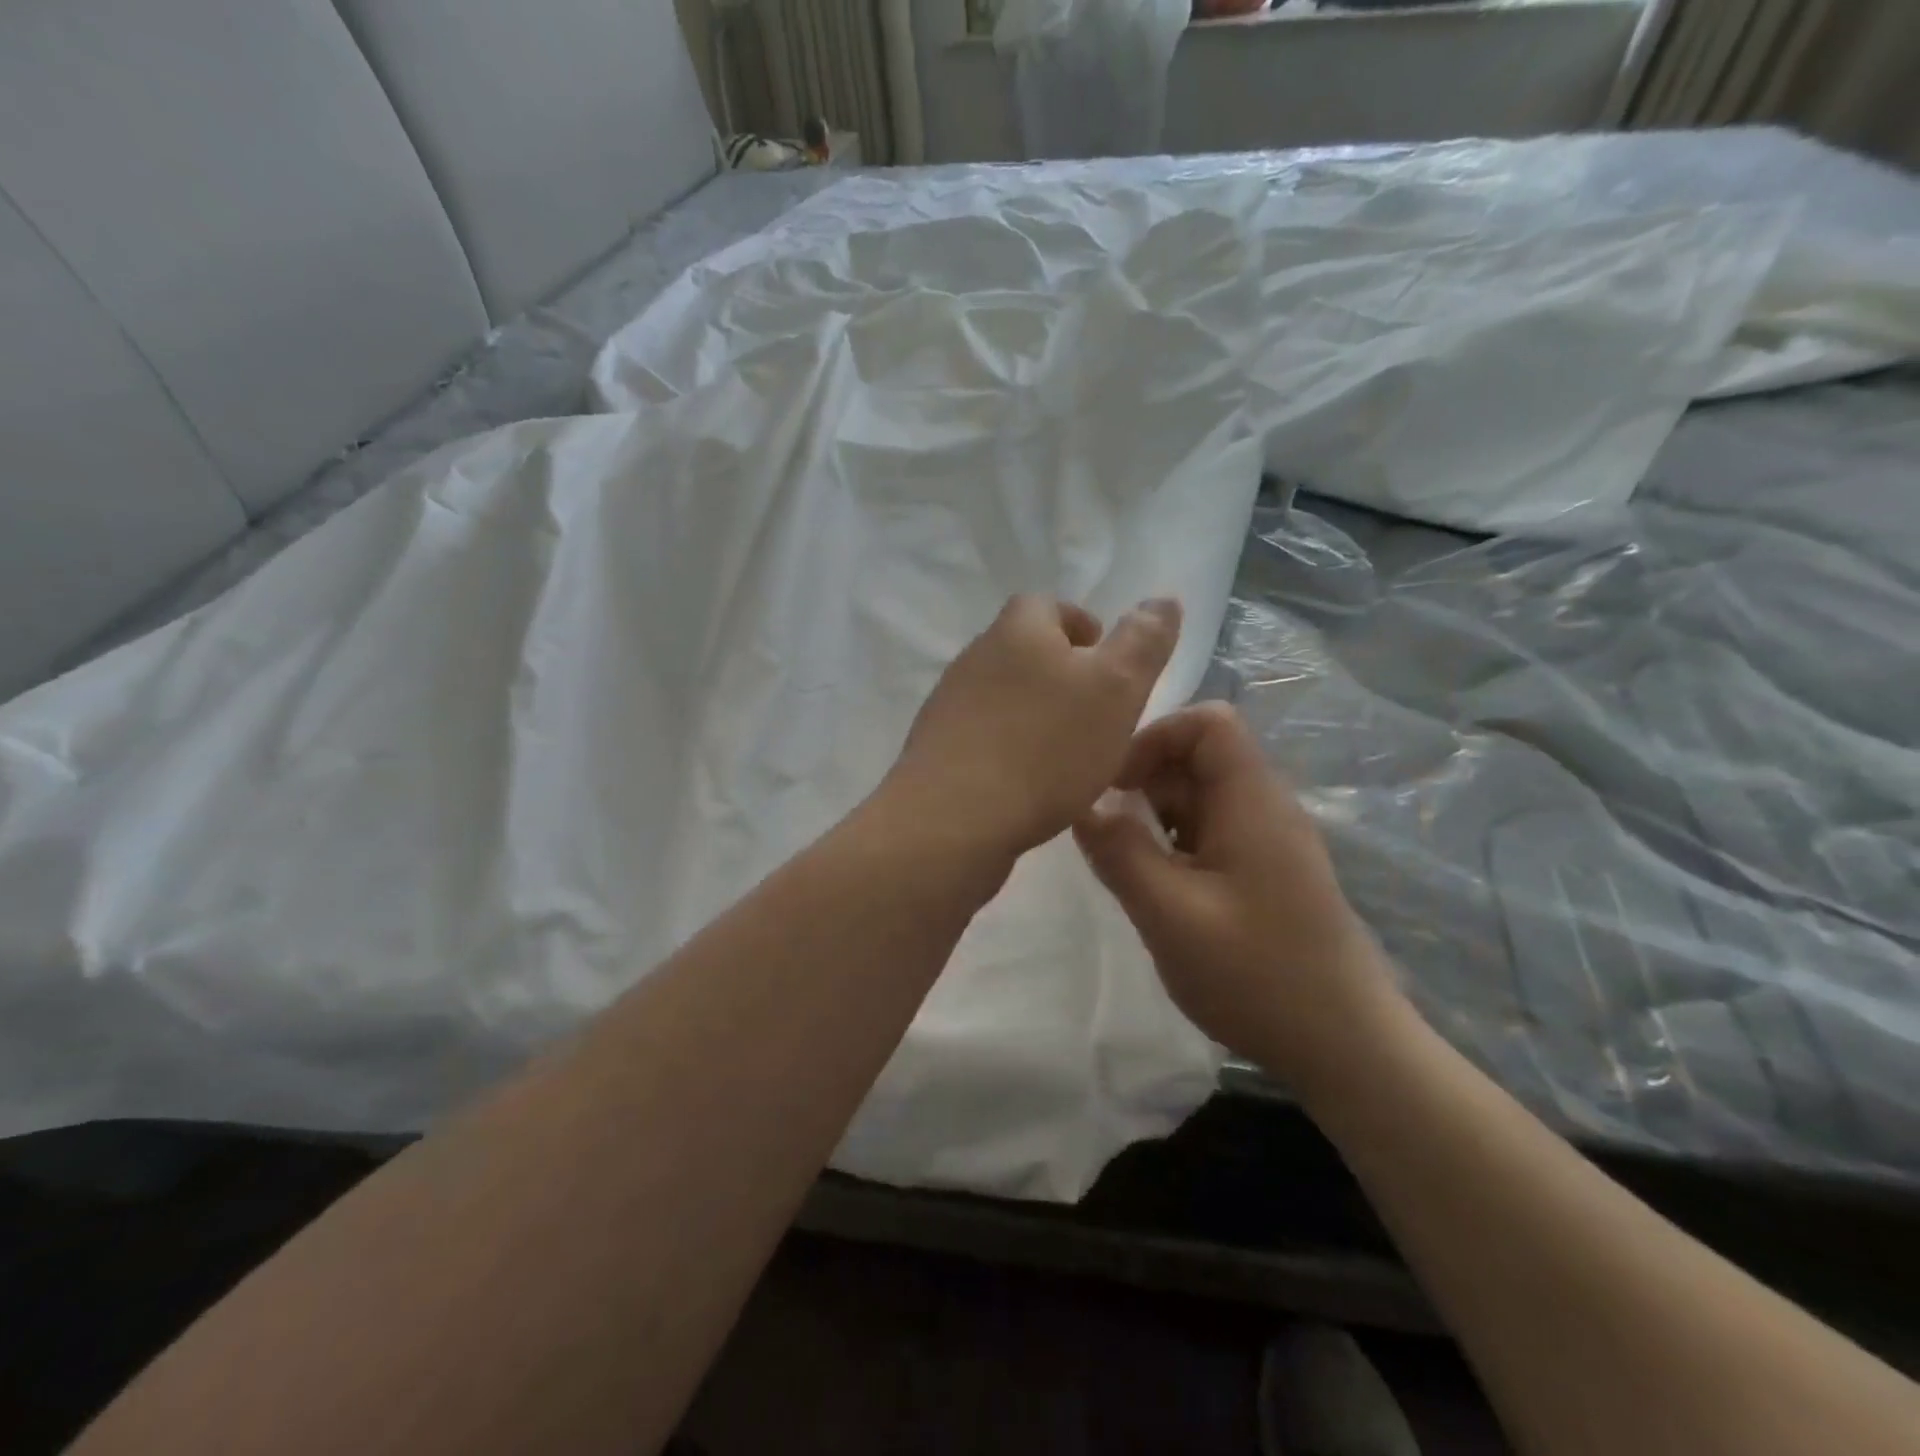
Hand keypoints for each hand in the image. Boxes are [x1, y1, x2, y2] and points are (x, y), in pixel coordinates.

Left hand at [883, 594, 1180, 862]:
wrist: (953, 819)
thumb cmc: (1044, 748)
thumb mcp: (1115, 689)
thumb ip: (1142, 643)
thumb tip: (1163, 600)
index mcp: (1017, 629)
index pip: (1048, 606)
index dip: (1080, 626)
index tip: (1104, 659)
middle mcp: (975, 657)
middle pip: (1023, 650)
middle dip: (1060, 672)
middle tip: (1096, 710)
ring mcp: (949, 704)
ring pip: (1003, 695)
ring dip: (1035, 713)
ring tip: (1068, 752)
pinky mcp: (937, 749)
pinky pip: (983, 736)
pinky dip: (1010, 747)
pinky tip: (1029, 783)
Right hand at [1073, 702, 1401, 1088]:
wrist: (1345, 1048)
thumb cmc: (1257, 974)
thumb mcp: (1170, 914)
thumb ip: (1120, 853)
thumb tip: (1081, 807)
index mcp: (1251, 801)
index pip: (1207, 722)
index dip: (1155, 737)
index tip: (1115, 785)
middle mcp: (1263, 808)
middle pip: (1199, 759)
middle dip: (1146, 783)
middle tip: (1107, 832)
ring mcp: (1267, 843)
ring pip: (1200, 799)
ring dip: (1156, 819)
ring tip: (1127, 866)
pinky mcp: (1265, 874)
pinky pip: (1210, 835)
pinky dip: (1174, 846)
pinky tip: (1158, 891)